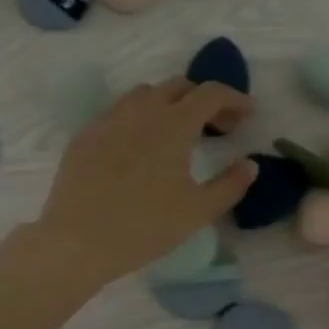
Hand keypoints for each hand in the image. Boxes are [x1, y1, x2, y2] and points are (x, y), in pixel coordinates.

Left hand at [35, 79, 256, 290]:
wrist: (77, 241)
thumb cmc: (145, 227)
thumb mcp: (198, 211)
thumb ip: (231, 184)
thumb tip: (250, 164)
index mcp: (173, 124)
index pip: (210, 93)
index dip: (235, 98)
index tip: (248, 113)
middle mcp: (141, 111)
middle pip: (177, 86)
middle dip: (203, 99)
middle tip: (216, 127)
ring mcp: (108, 120)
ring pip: (144, 95)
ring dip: (168, 104)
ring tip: (176, 133)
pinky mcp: (84, 135)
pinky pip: (117, 113)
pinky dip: (138, 118)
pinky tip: (138, 147)